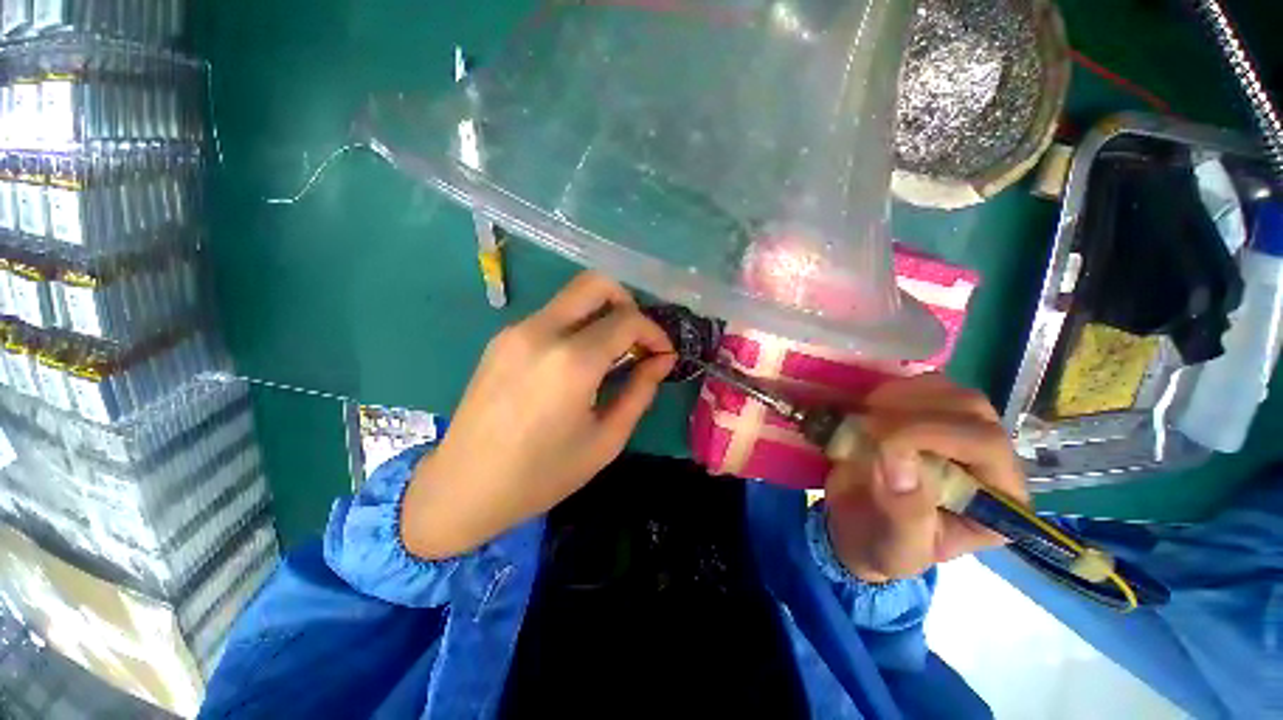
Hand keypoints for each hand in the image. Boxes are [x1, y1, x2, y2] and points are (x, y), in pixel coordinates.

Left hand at [401, 272, 676, 559]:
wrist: (463, 488)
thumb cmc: (542, 474)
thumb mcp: (606, 439)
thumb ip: (640, 391)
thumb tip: (662, 360)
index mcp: (571, 361)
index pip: (627, 320)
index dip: (654, 332)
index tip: (663, 354)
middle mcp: (542, 332)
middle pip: (595, 284)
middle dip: (627, 303)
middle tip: (637, 339)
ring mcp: (516, 331)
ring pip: (572, 297)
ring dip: (601, 315)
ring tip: (611, 354)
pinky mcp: (502, 338)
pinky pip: (551, 316)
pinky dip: (577, 326)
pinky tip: (578, 362)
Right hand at [824, 375, 1027, 582]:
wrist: (858, 526)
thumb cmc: (883, 545)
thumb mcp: (896, 546)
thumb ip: (903, 511)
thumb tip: (897, 462)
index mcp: (998, 501)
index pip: (985, 445)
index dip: (933, 433)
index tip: (881, 443)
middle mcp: (988, 459)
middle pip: (971, 409)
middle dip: (914, 411)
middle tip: (867, 424)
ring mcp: (958, 431)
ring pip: (947, 390)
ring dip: (900, 396)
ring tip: (864, 417)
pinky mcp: (929, 415)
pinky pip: (918, 386)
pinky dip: (890, 390)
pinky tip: (867, 408)